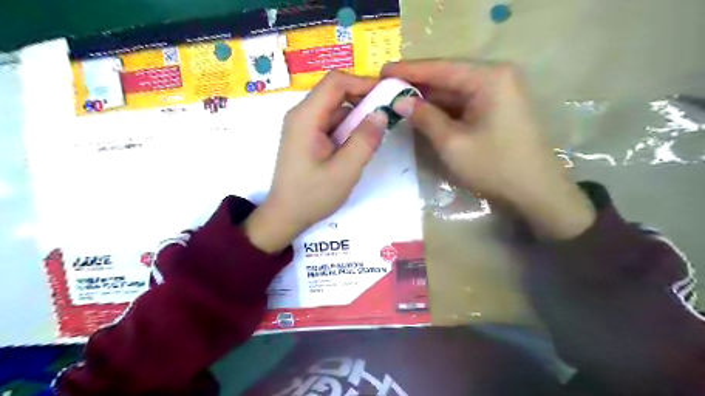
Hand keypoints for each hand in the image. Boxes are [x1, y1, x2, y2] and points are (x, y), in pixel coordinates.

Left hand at [246, 69, 387, 250]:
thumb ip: (365, 141)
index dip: (363, 82)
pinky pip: (331, 123)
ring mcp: (303, 126)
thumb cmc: (313, 195)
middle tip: (385, 116)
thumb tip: (381, 113)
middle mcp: (301, 115)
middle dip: (362, 100)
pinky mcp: (307, 137)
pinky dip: (347, 129)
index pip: (336, 82)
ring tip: (373, 136)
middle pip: (335, 93)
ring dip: (356, 118)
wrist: (286, 215)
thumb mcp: (344, 171)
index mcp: (306, 117)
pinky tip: (356, 147)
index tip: (387, 95)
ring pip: (335, 109)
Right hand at [380, 60, 593, 239]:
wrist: (536, 192)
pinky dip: (442, 108)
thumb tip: (400, 101)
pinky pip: (463, 102)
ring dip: (428, 97)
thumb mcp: (452, 143)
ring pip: (454, 90)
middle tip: (385, 87)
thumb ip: (425, 118)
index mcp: (489, 78)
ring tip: (397, 98)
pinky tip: (422, 111)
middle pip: (448, 76)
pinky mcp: (497, 108)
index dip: (408, 70)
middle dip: (416, 83)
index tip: (381, 71)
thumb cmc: (494, 166)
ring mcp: (499, 92)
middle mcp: (496, 76)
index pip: (440, 68)